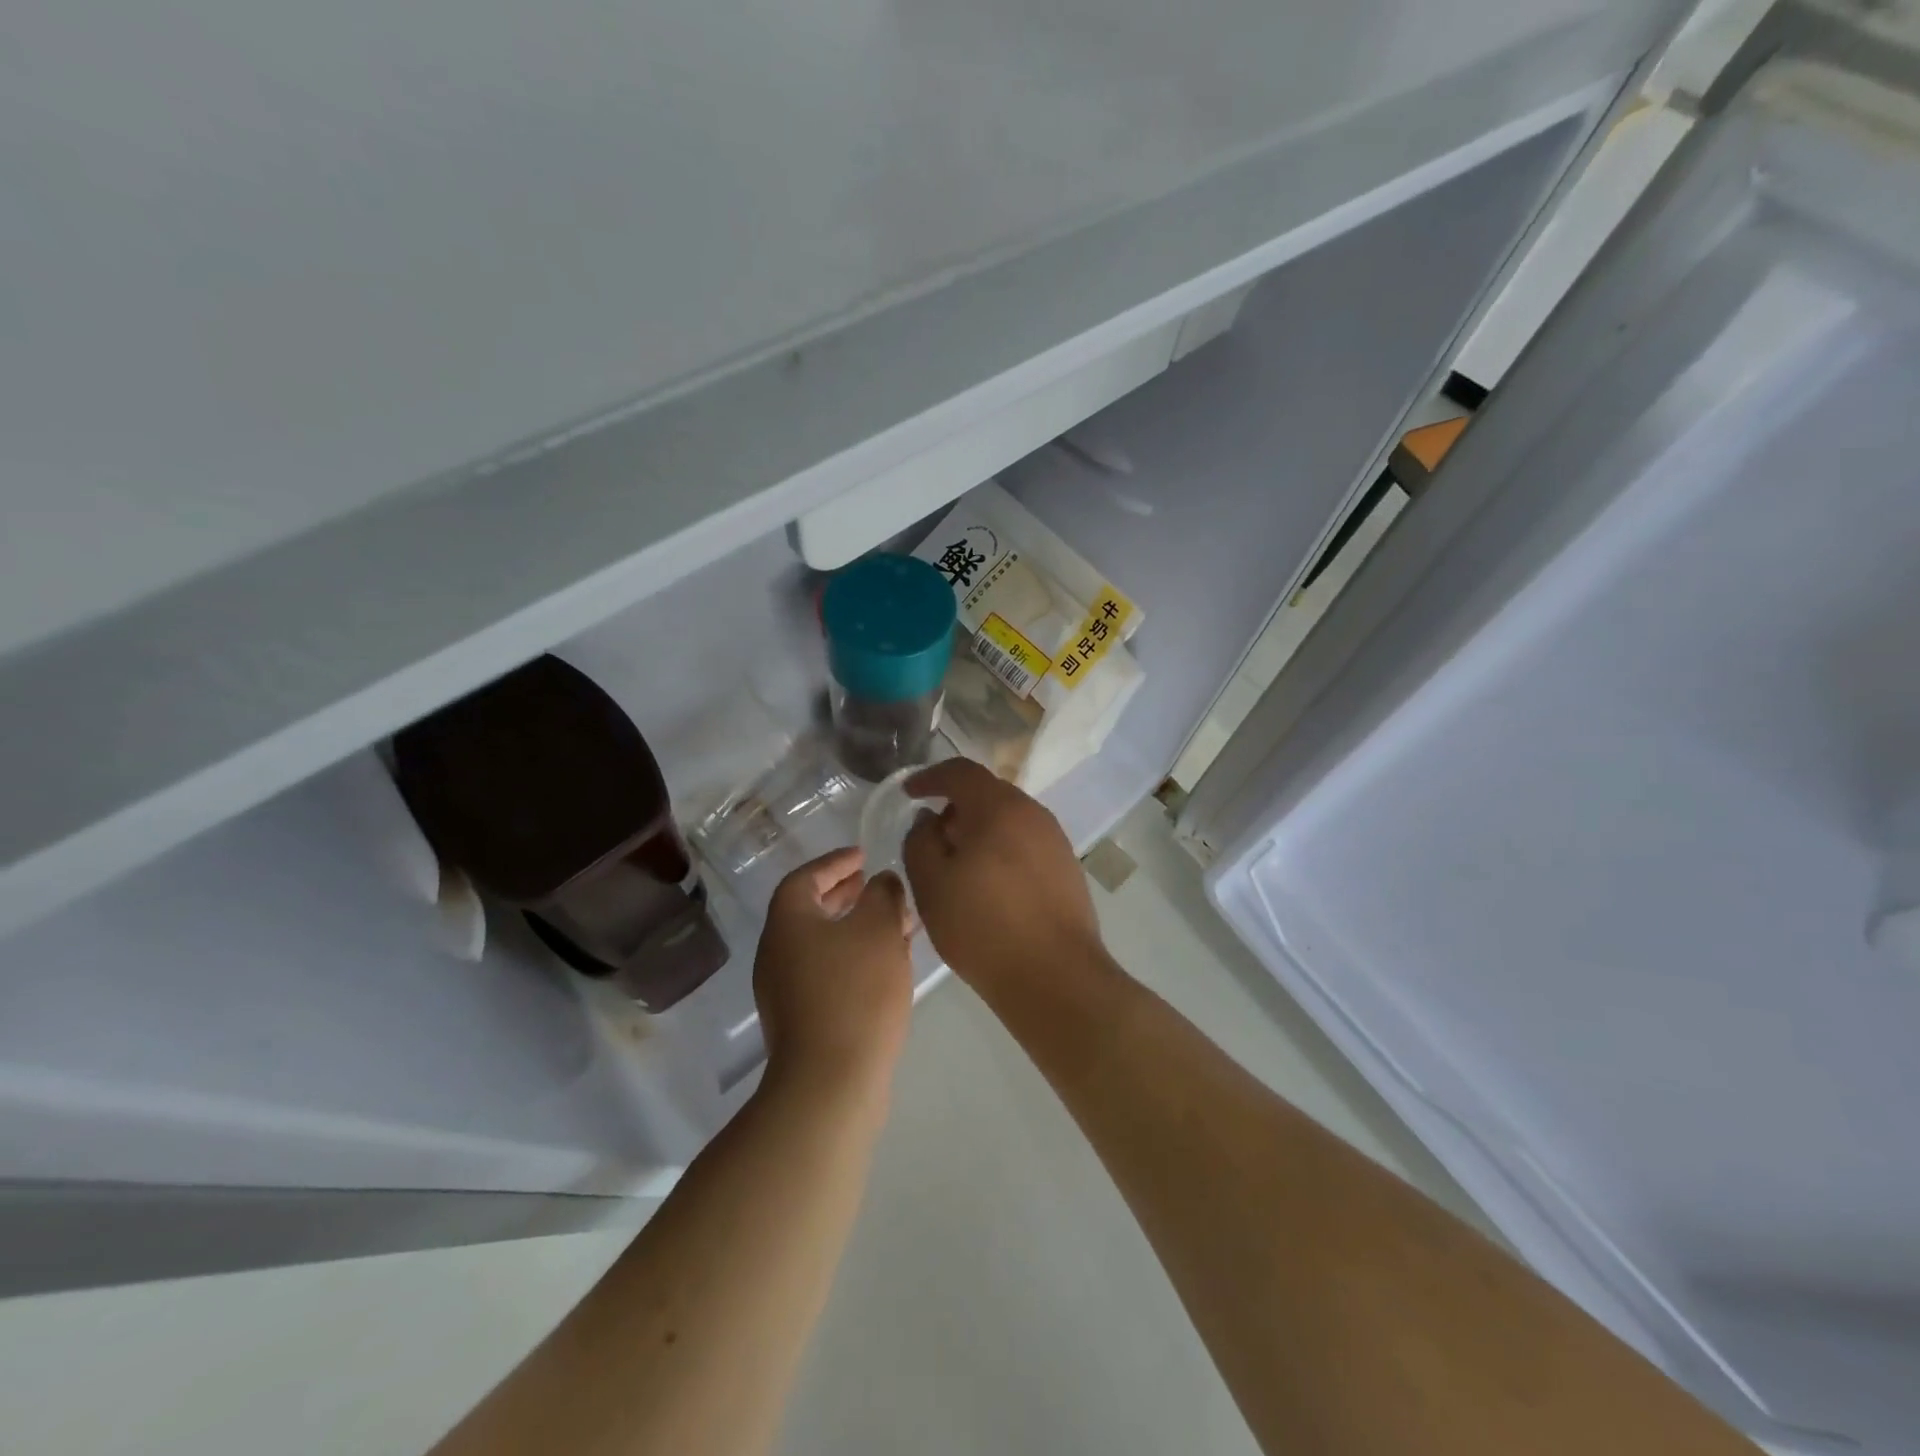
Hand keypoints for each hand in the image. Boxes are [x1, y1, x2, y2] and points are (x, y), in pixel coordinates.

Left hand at [753, 848, 914, 1107]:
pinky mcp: (802, 1019)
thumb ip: (883, 895)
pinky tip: (886, 965)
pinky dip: (853, 956)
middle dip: (844, 894)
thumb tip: (881, 882)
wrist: (831, 1081)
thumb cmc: (855, 992)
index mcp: (788, 923)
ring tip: (892, 923)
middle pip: (809, 910)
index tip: (863, 855)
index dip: (834, 862)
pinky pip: (827, 971)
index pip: (804, 878)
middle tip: (873, 884)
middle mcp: (778, 952)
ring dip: (854, 927)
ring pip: (822, 943)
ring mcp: (785, 990)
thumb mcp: (878, 929)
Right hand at [901, 759, 1104, 995]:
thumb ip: (920, 841)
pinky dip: (1001, 848)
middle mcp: (1033, 813)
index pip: (961, 772)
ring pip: (1009, 819)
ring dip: (980, 829)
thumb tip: (929, 820)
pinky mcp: (1067, 868)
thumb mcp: (931, 885)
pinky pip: (1025, 843)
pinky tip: (989, 884)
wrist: (1055, 977)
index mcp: (999, 808)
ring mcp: (1055, 840)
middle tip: (932, 834)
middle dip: (956, 806)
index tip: (909, 793)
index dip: (930, 778)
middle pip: (988, 793)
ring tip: (958, 863)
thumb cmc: (983, 927)